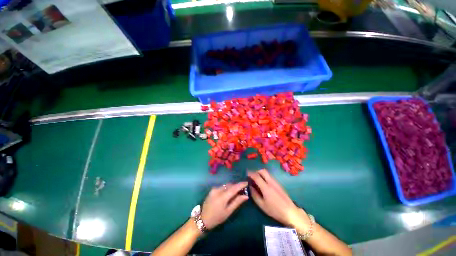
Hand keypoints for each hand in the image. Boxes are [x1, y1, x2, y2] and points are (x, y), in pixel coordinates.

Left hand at [201, 182, 248, 229]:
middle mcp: (218, 189)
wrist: (202, 219)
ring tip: (236, 192)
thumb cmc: (217, 218)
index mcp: (223, 196)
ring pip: (226, 185)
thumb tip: (246, 196)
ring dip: (231, 187)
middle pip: (230, 185)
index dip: (241, 184)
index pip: (234, 187)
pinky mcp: (212, 189)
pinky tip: (228, 193)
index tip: (247, 182)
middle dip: (237, 186)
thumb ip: (237, 202)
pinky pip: (222, 186)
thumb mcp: (228, 212)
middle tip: (243, 189)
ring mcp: (214, 188)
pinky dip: (226, 188)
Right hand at [248, 169, 308, 227]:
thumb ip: (255, 195)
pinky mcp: (279, 184)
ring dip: (261, 174)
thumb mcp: (262, 205)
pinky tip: (264, 184)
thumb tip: (250, 187)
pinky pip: (270, 176)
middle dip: (256, 171)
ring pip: (267, 173)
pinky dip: (265, 177)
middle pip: (263, 171)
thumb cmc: (275, 210)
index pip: (256, 176)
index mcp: (266, 187)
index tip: (246, 174)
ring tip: (257, 180)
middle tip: (252, 176)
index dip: (250, 173)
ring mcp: (276, 182)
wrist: (290, 212)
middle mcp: (271, 182)